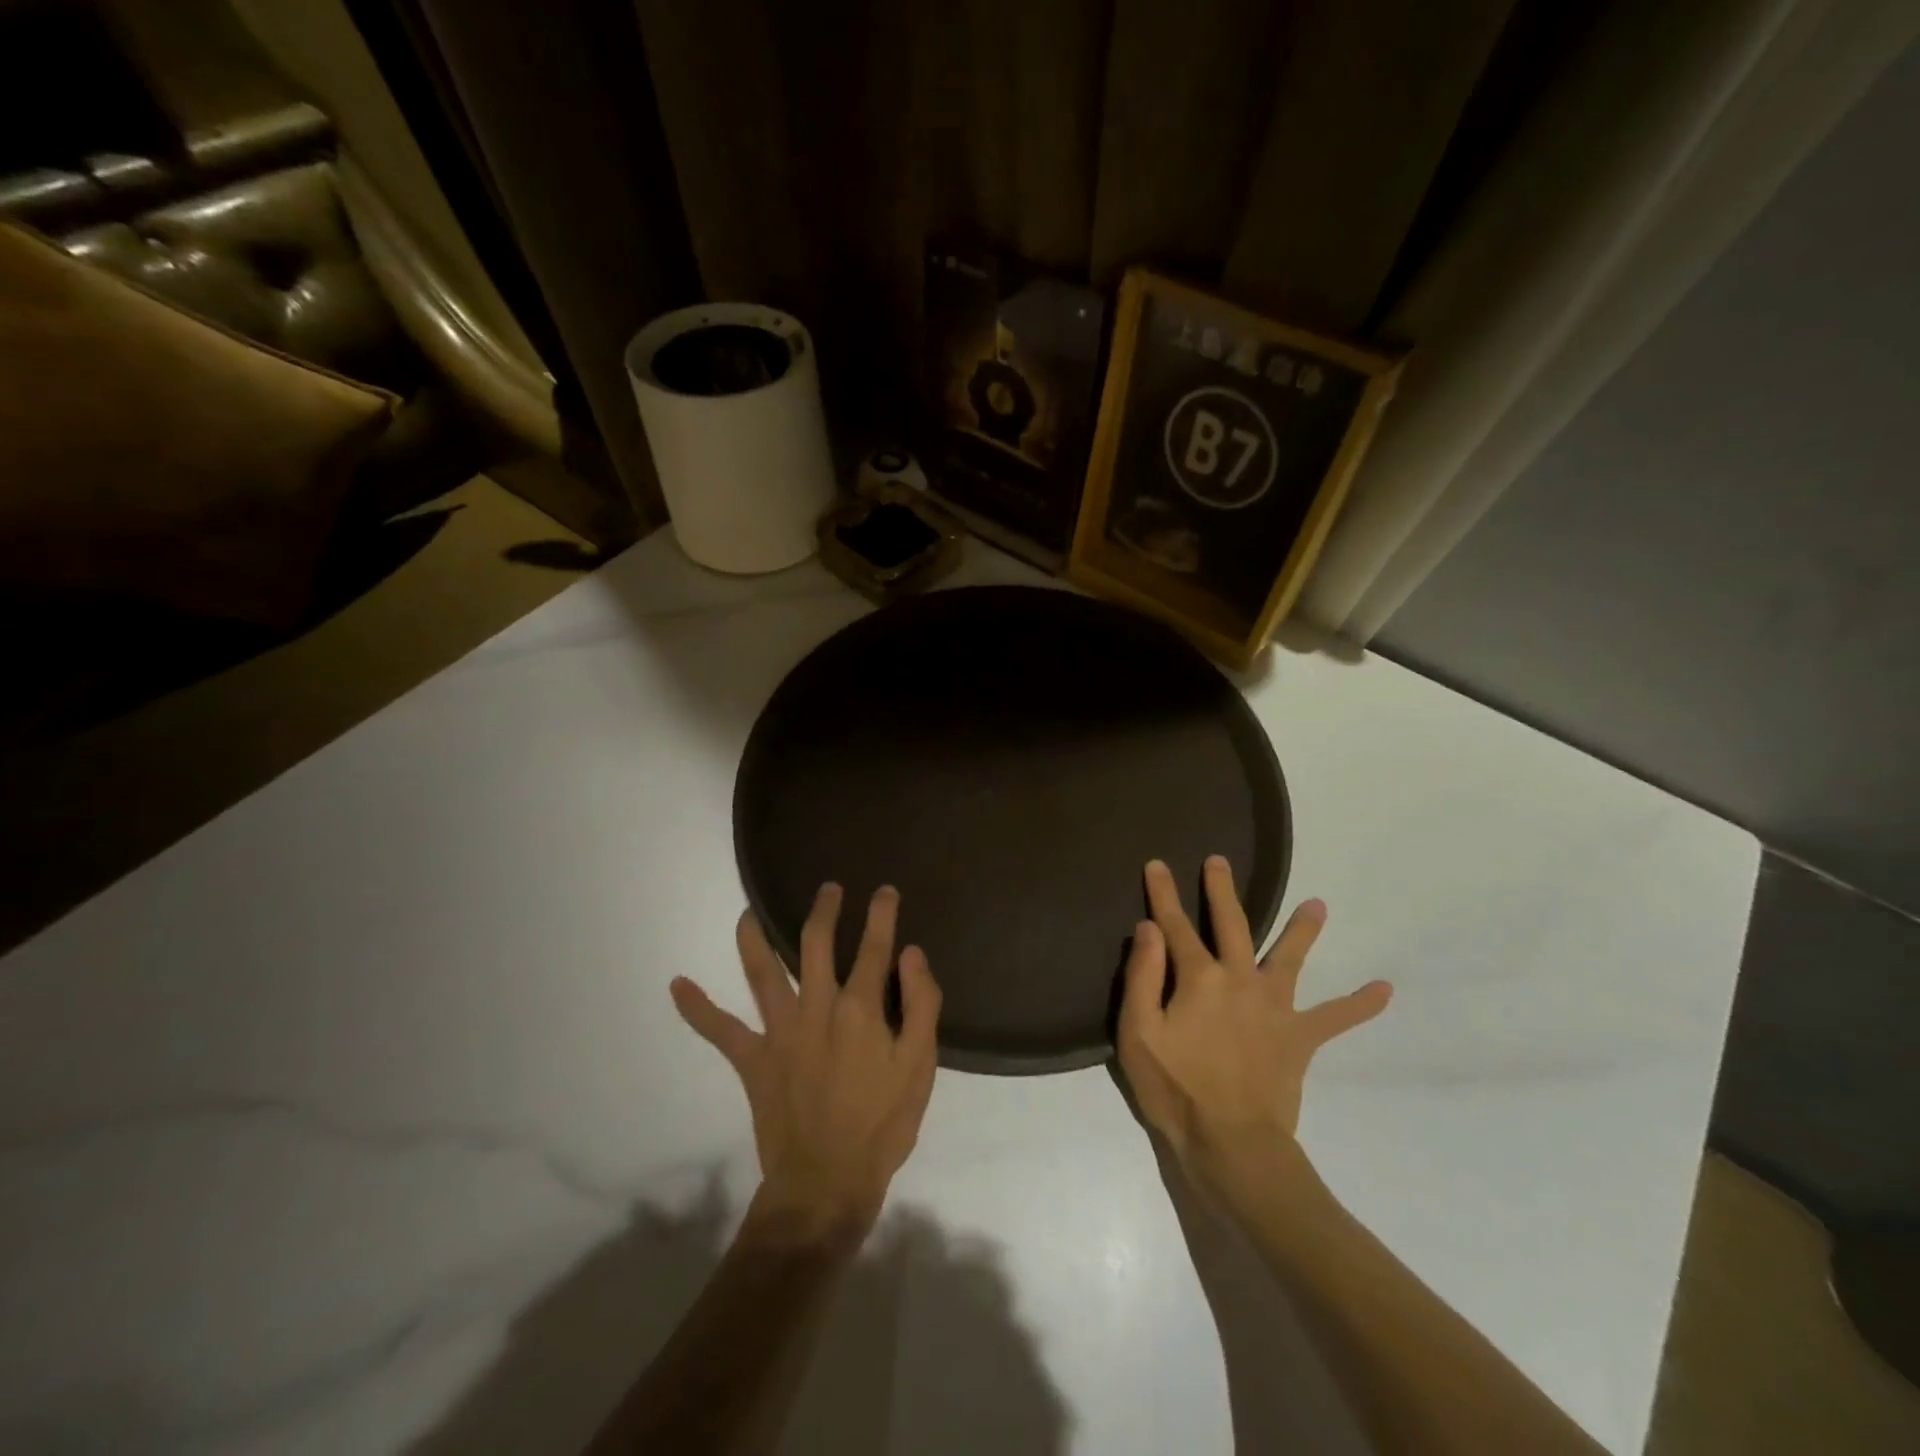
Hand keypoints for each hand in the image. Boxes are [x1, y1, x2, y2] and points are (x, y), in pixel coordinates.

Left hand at [671, 884, 940, 1242]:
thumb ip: (920, 1004)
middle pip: (815, 943)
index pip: (874, 947)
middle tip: (828, 889)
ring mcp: (779, 1031)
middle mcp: (817, 1007)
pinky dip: (696, 1008)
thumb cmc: (882, 1125)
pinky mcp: (753, 1060)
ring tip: (748, 911)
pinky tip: (676, 985)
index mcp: (860, 1008)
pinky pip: (720, 1029)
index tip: (885, 891)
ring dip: (754, 937)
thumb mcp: (920, 1066)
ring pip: (761, 971)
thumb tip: (910, 953)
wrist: (826, 1184)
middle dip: (824, 910)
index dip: (882, 914)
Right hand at [1117, 857, 1390, 1176]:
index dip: (1163, 894)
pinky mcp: (1299, 1038)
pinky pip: (1335, 1018)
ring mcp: (1275, 1007)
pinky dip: (1359, 1004)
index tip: (1157, 864)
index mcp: (1199, 978)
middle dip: (1221, 891)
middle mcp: (1240, 980)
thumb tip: (1150, 927)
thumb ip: (1143, 976)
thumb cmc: (1175, 1090)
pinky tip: (1385, 990)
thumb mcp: (1138, 1033)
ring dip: (1304, 930)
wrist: (1233, 1146)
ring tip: (1319, 905)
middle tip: (1220, 862)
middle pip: (1232, 925)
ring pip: (1291, 958)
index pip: (1174, 925)